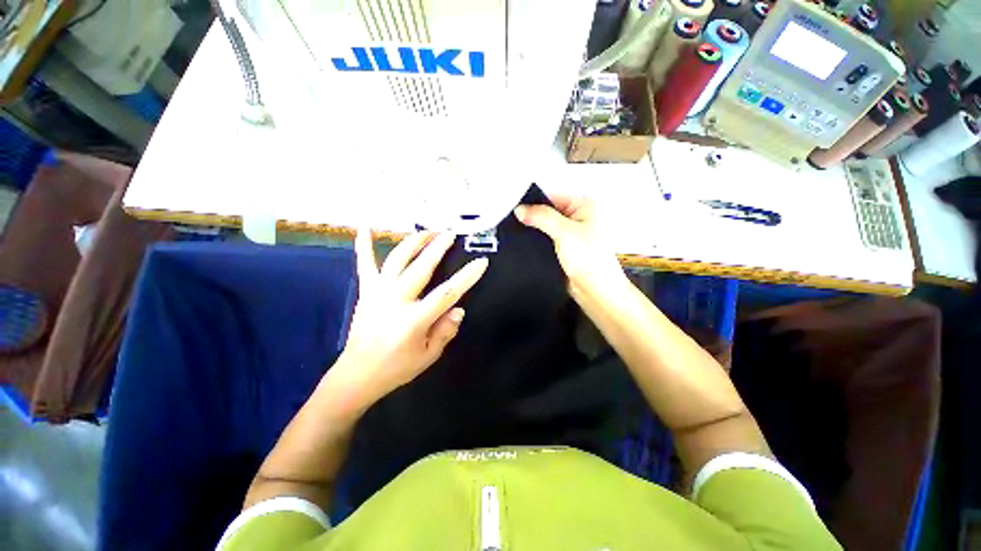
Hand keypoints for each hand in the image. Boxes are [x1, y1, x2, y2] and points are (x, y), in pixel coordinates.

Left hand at [328, 230, 488, 408]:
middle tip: (451, 234)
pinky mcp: (366, 291)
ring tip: (428, 231)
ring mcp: (378, 293)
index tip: (481, 262)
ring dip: (414, 242)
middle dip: (438, 248)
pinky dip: (365, 245)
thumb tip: (459, 309)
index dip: (467, 277)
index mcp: (414, 320)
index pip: (447, 293)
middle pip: (421, 268)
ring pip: (397, 259)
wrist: (358, 374)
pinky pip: (365, 264)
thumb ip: (446, 331)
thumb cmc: (396, 367)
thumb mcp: (429, 355)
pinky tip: (366, 227)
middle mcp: (395, 300)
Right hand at [514, 195, 623, 292]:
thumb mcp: (564, 232)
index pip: (553, 196)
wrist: (594, 289)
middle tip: (512, 221)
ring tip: (516, 232)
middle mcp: (577, 217)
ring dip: (533, 230)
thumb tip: (520, 209)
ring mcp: (570, 233)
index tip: (515, 208)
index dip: (534, 202)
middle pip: (548, 211)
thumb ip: (541, 217)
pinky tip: (524, 242)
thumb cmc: (589, 258)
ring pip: (545, 226)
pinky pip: (546, 239)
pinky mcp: (563, 248)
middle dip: (532, 217)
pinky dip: (536, 241)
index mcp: (584, 205)